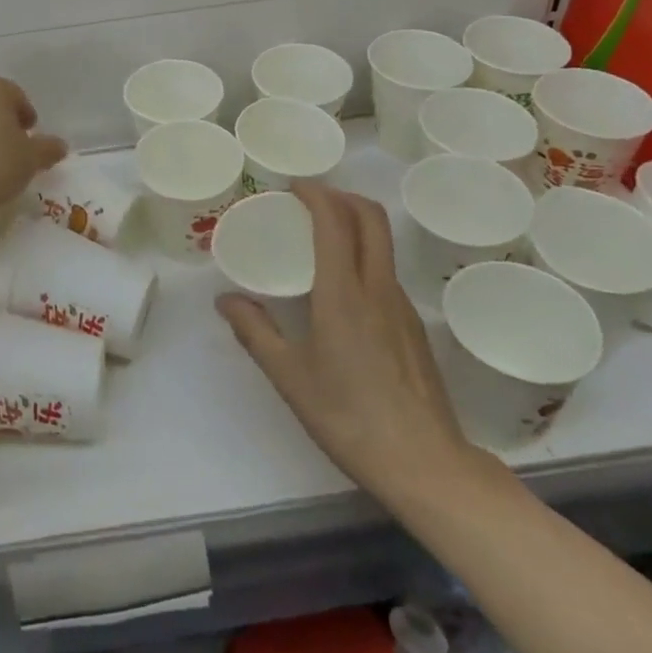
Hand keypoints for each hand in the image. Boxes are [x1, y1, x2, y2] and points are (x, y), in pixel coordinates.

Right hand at [217, 181, 481, 504]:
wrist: (426, 465)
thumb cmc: (349, 417)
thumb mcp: (289, 377)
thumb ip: (255, 332)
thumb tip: (225, 300)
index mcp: (343, 292)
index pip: (335, 220)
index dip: (315, 193)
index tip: (292, 187)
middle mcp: (378, 287)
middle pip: (370, 217)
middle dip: (341, 196)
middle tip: (309, 202)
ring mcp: (403, 306)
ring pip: (382, 243)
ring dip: (355, 223)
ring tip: (321, 239)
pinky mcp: (415, 327)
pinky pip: (387, 272)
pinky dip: (364, 256)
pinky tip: (343, 290)